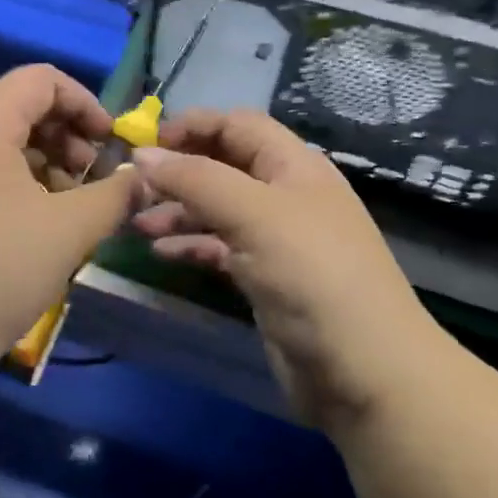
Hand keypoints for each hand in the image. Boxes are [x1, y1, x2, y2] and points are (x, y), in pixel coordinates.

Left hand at [0, 65, 139, 389]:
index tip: (112, 144)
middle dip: (68, 135)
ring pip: (3, 143)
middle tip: (93, 179)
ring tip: (71, 208)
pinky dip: (19, 185)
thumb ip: (114, 195)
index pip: (41, 79)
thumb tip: (143, 179)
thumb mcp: (68, 231)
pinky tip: (38, 228)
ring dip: (46, 163)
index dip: (85, 102)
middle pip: (21, 107)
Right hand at [131, 109, 439, 427]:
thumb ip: (196, 179)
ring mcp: (276, 238)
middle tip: (132, 185)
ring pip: (217, 208)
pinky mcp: (266, 278)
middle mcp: (285, 194)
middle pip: (223, 165)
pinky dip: (191, 245)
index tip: (145, 143)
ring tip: (136, 222)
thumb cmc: (312, 274)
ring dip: (178, 210)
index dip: (193, 126)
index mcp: (293, 165)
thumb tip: (141, 155)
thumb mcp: (254, 214)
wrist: (366, 373)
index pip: (237, 125)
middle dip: (179, 170)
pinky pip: (220, 248)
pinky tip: (160, 252)